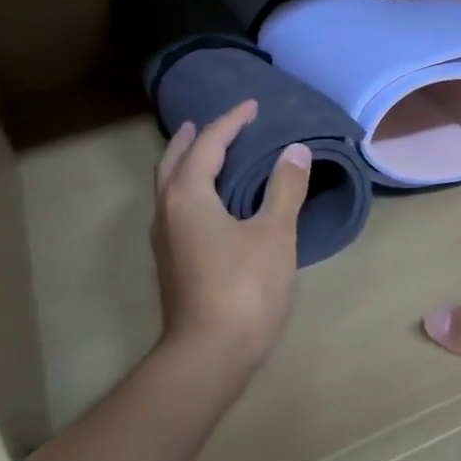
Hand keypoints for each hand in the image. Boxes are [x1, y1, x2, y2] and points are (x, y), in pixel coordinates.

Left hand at [151, 101, 309, 386]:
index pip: (208, 144)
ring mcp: (165, 239)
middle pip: (174, 161)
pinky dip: (190, 190)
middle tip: (208, 123)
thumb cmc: (244, 289)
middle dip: (192, 139)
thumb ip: (284, 189)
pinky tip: (210, 203)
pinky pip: (176, 208)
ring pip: (170, 187)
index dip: (231, 121)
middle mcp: (167, 211)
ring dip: (186, 164)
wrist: (209, 355)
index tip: (252, 105)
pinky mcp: (172, 262)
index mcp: (188, 195)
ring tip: (207, 155)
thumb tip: (296, 150)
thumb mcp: (273, 234)